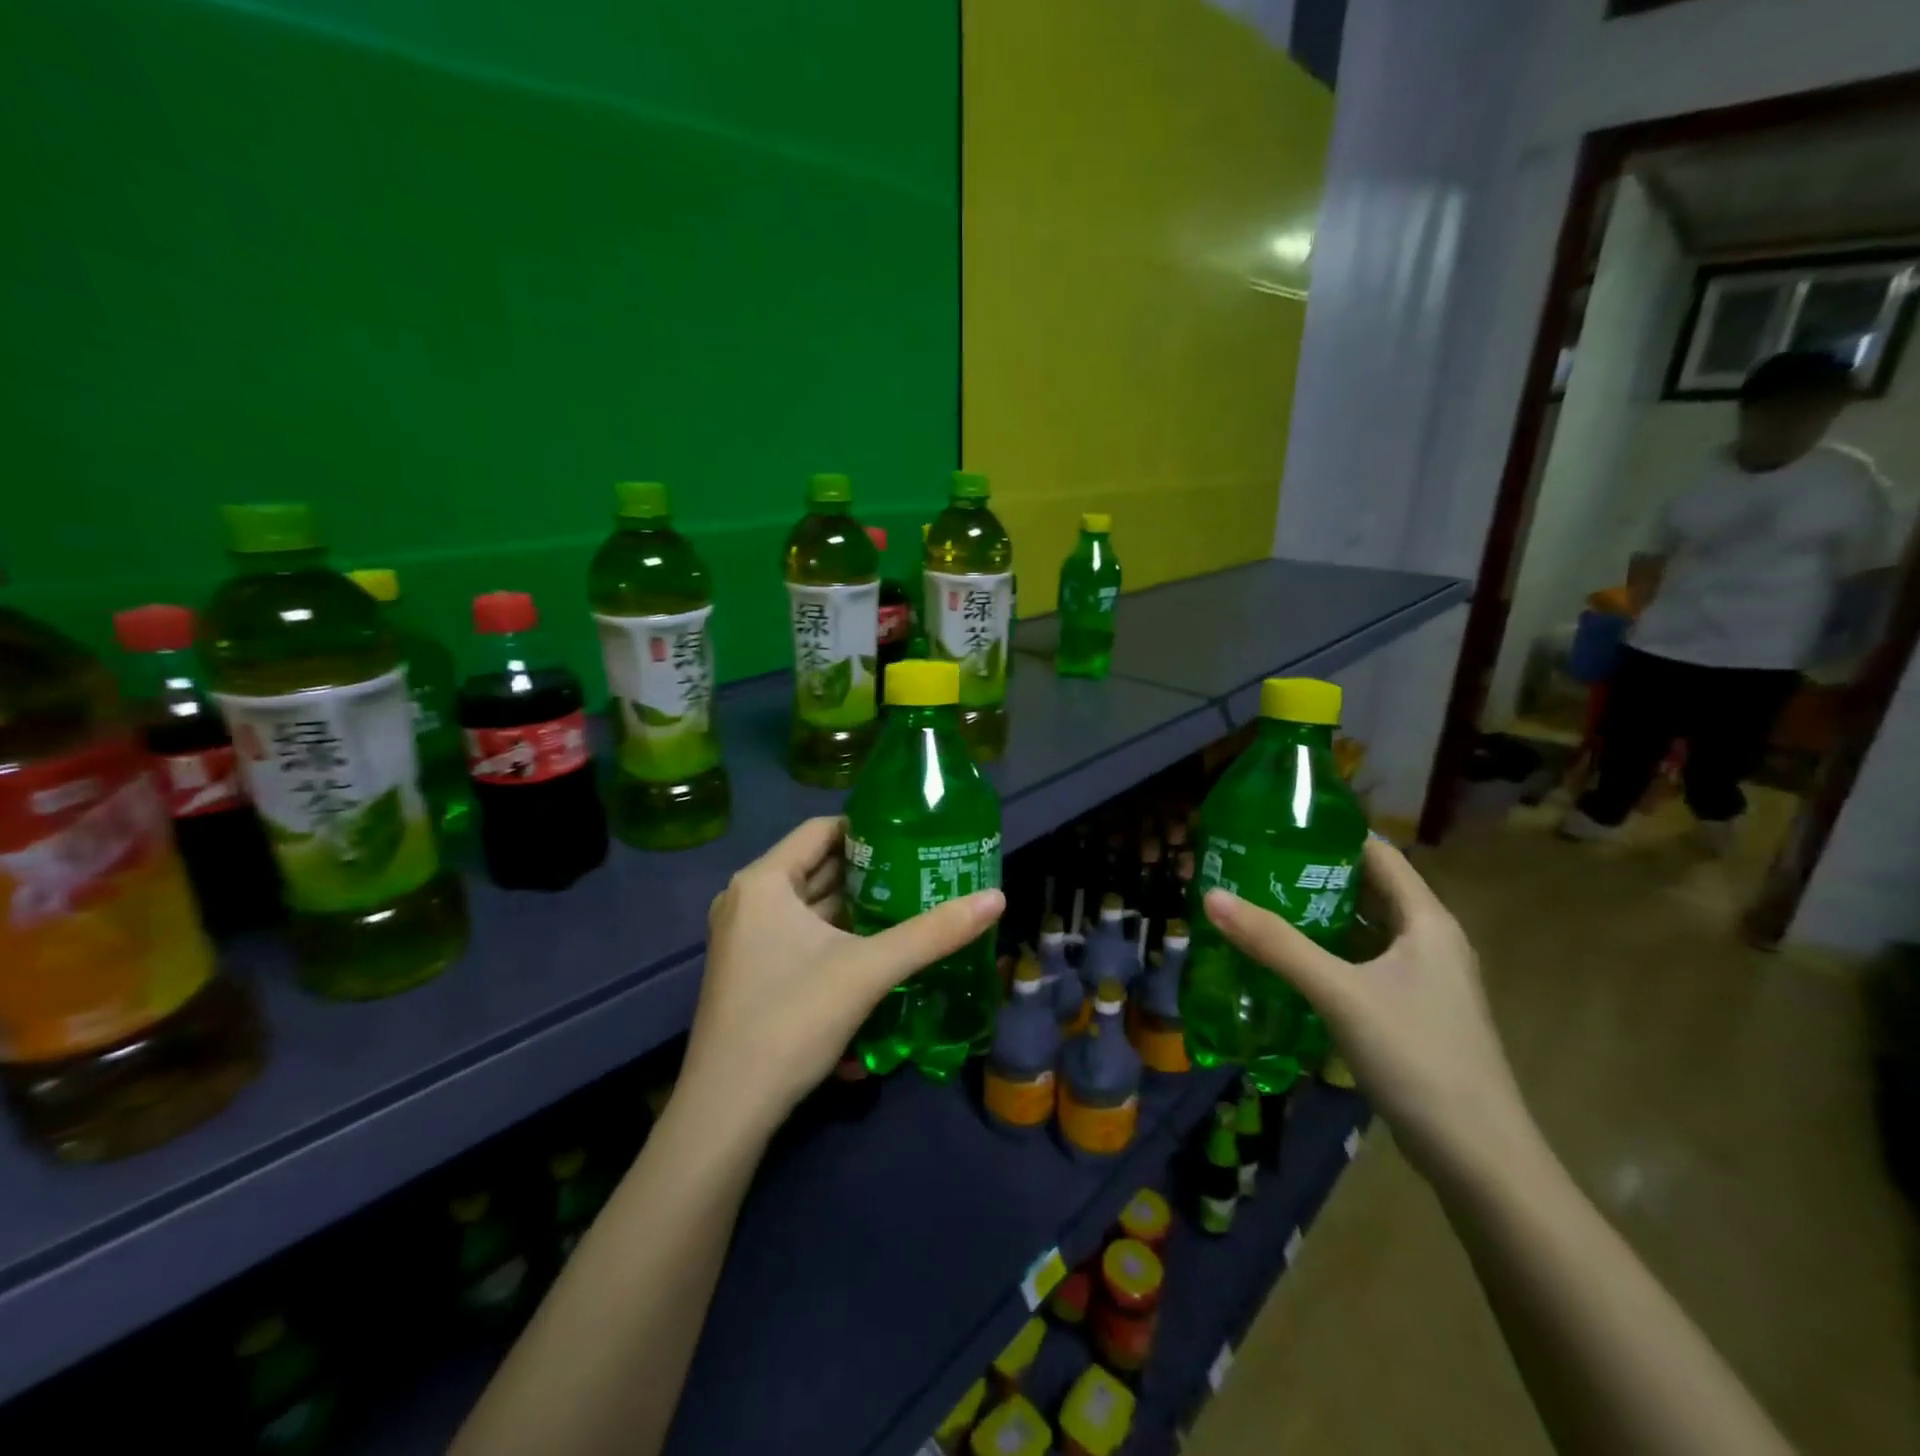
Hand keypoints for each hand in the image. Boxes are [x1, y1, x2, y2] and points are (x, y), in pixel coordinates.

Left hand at [680, 816, 1004, 1131]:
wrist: (728, 1109)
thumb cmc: (792, 1020)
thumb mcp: (869, 971)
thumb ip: (933, 933)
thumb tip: (997, 898)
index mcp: (763, 882)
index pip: (821, 830)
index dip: (868, 829)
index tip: (913, 836)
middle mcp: (747, 899)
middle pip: (816, 866)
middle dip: (868, 868)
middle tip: (922, 867)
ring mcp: (744, 936)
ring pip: (808, 903)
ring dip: (854, 902)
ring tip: (910, 899)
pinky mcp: (749, 968)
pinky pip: (798, 932)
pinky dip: (834, 930)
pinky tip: (875, 942)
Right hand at [1202, 837, 1532, 1181]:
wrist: (1478, 1158)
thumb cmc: (1416, 1056)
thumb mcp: (1338, 992)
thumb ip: (1275, 943)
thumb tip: (1212, 896)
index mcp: (1426, 921)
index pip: (1378, 854)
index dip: (1331, 836)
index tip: (1276, 828)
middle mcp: (1429, 941)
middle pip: (1367, 890)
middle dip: (1313, 877)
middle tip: (1254, 867)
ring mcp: (1423, 980)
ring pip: (1363, 931)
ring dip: (1318, 918)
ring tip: (1259, 906)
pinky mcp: (1412, 1013)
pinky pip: (1363, 966)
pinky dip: (1328, 955)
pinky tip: (1287, 962)